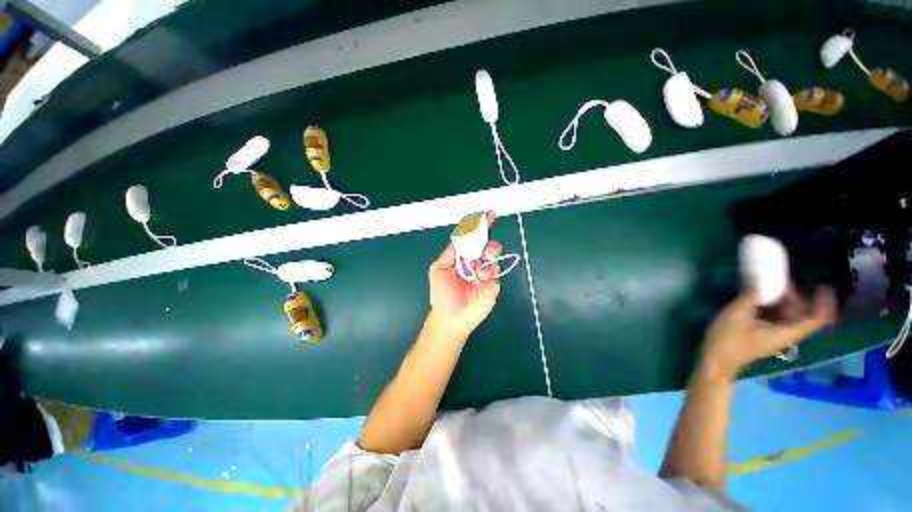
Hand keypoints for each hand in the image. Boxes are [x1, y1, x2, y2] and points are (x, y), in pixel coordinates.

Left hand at [428, 212, 502, 336]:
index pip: (472, 238)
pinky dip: (489, 274)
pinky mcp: (492, 285)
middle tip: (485, 250)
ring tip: (480, 270)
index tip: (487, 215)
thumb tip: (458, 238)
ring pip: (494, 256)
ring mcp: (485, 273)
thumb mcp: (438, 270)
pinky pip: (495, 273)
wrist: (450, 317)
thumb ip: (449, 254)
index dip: (479, 226)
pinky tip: (480, 280)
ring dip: (489, 257)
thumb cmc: (441, 294)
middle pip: (486, 244)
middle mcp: (475, 262)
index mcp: (462, 257)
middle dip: (488, 242)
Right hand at [700, 286, 836, 380]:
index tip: (822, 287)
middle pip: (801, 315)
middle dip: (795, 297)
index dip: (823, 303)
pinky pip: (776, 319)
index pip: (816, 319)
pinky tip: (757, 300)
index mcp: (787, 332)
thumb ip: (749, 296)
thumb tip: (757, 278)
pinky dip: (772, 307)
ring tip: (767, 288)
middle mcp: (786, 335)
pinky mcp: (764, 336)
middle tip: (780, 282)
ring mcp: (775, 336)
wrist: (716, 360)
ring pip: (788, 316)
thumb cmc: (729, 339)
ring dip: (782, 302)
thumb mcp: (736, 314)